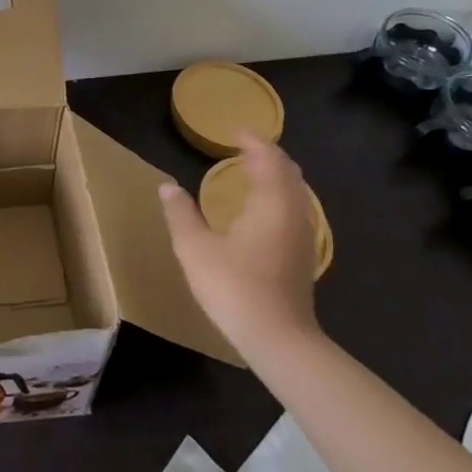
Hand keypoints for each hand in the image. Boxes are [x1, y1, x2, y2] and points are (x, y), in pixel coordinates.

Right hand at [160, 132, 321, 357]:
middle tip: (244, 148)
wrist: (279, 340)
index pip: (268, 158)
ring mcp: (303, 236)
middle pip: (288, 172)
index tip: (235, 131)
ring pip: (295, 192)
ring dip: (276, 176)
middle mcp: (294, 213)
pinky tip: (261, 211)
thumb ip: (181, 213)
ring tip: (251, 173)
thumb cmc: (235, 287)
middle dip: (268, 155)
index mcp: (271, 203)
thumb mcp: (195, 249)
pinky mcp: (304, 256)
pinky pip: (295, 210)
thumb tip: (167, 186)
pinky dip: (279, 196)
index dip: (253, 141)